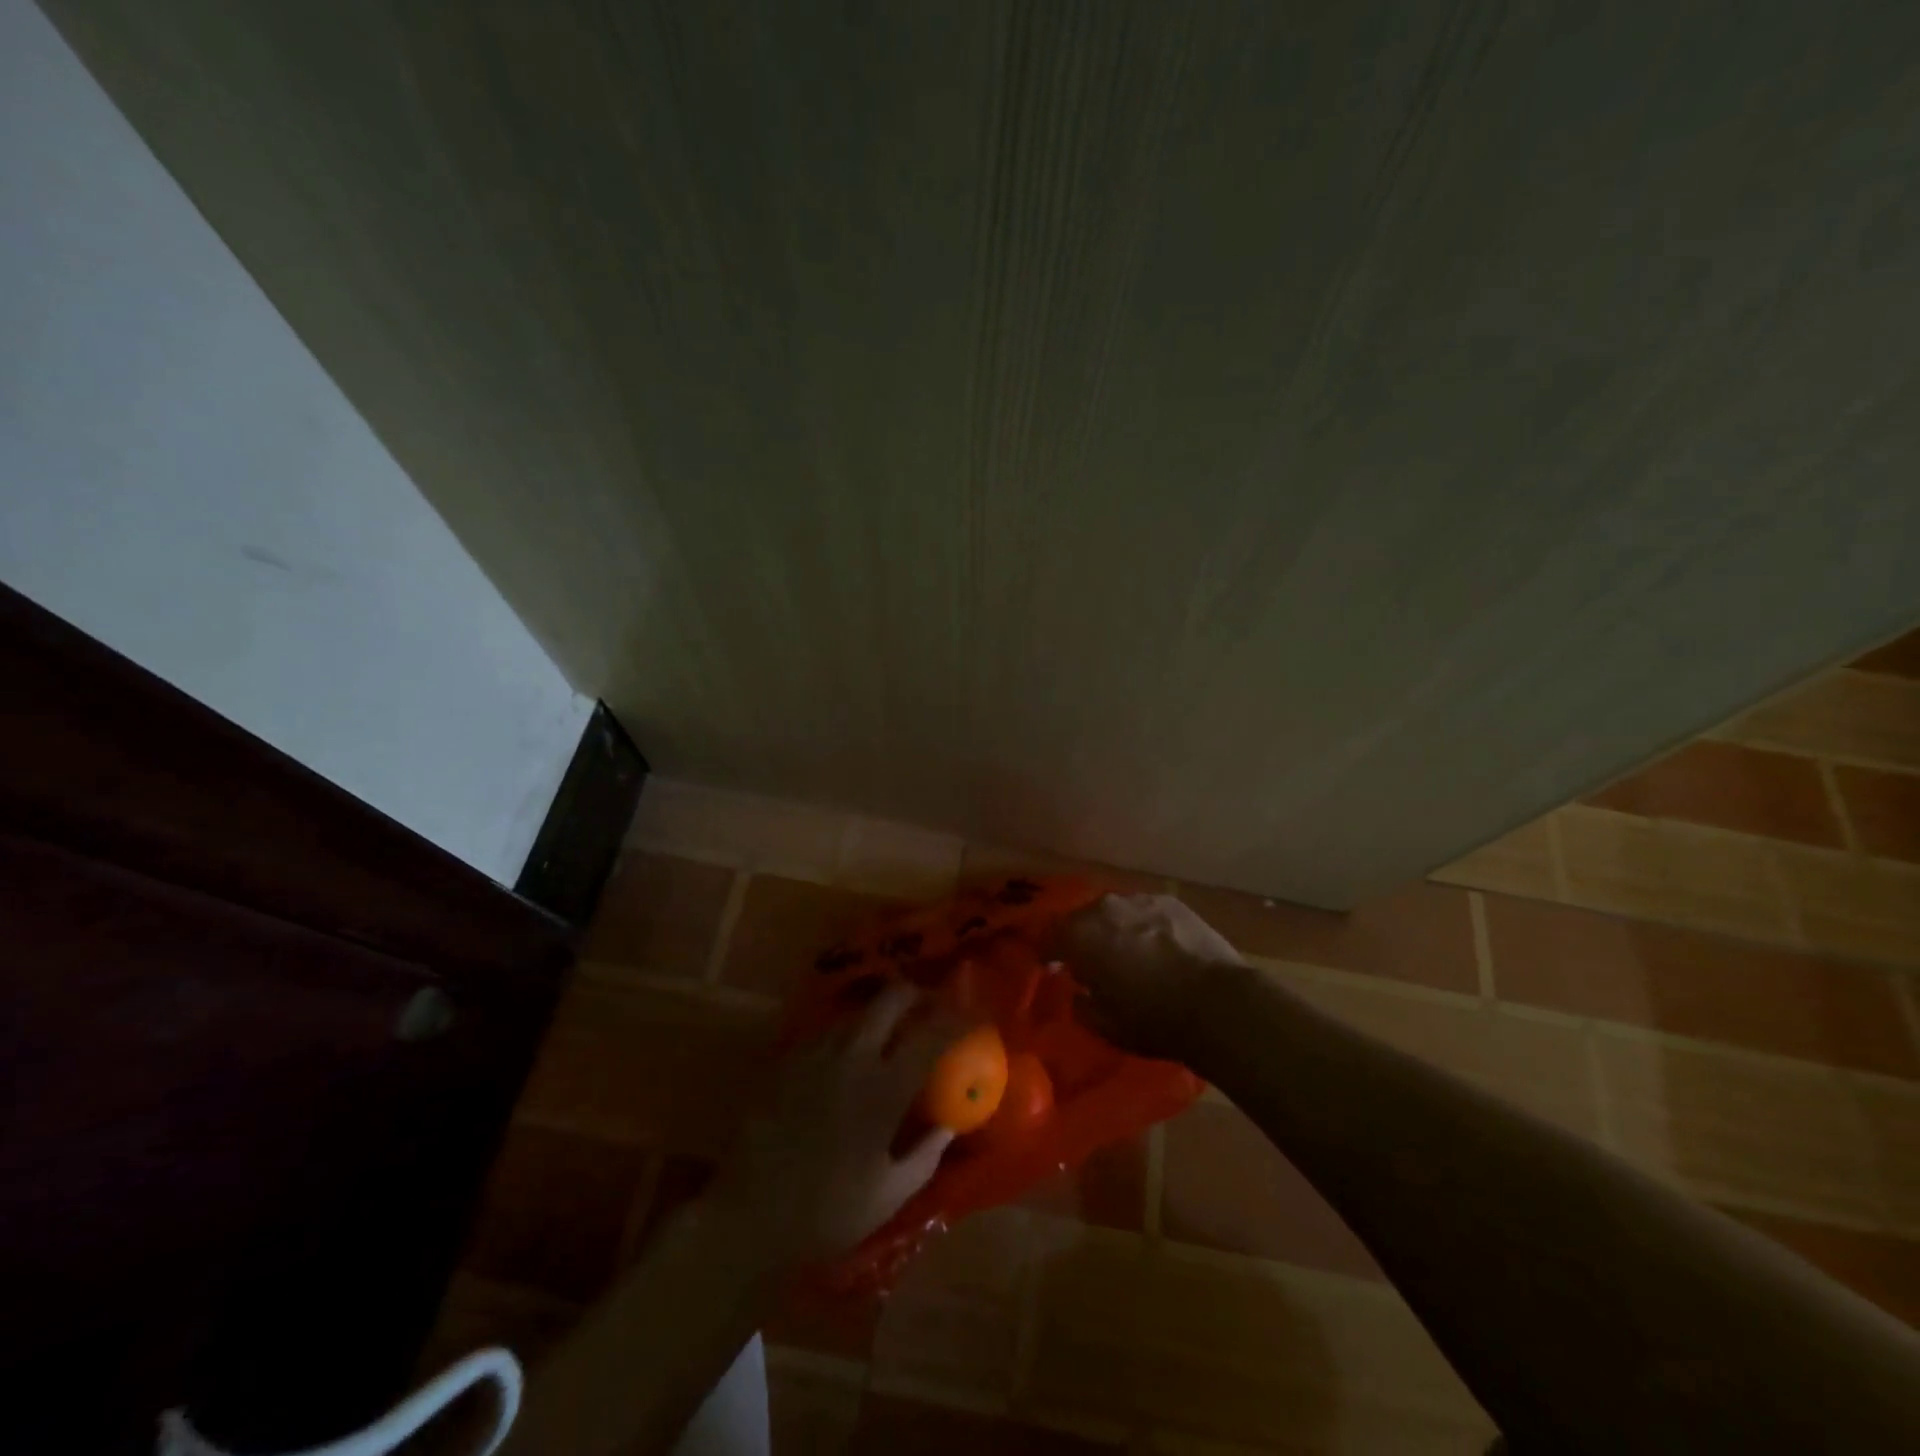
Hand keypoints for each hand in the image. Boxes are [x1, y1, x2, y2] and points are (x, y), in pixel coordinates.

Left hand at [709, 983, 964, 1269]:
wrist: (747, 1218)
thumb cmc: (826, 1213)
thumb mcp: (889, 1195)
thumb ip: (926, 1154)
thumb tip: (949, 1123)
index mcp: (884, 1088)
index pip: (931, 1034)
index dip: (957, 1017)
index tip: (972, 1015)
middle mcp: (852, 1057)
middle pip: (891, 998)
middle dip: (915, 995)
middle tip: (928, 1008)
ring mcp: (815, 1053)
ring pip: (857, 1010)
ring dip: (880, 1012)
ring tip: (890, 1032)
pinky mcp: (787, 1060)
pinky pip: (826, 1030)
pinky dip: (847, 1032)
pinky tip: (847, 1057)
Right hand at [1054, 892, 1245, 1060]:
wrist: (1216, 1003)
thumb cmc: (1152, 1019)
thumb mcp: (1104, 1025)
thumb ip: (1081, 1003)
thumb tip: (1079, 991)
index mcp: (1079, 936)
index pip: (1048, 937)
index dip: (1048, 952)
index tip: (1052, 966)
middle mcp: (1104, 908)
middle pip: (1081, 919)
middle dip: (1082, 938)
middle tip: (1090, 961)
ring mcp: (1139, 900)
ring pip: (1115, 912)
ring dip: (1114, 929)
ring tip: (1126, 952)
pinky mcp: (1171, 902)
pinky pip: (1145, 912)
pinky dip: (1144, 926)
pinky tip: (1157, 946)